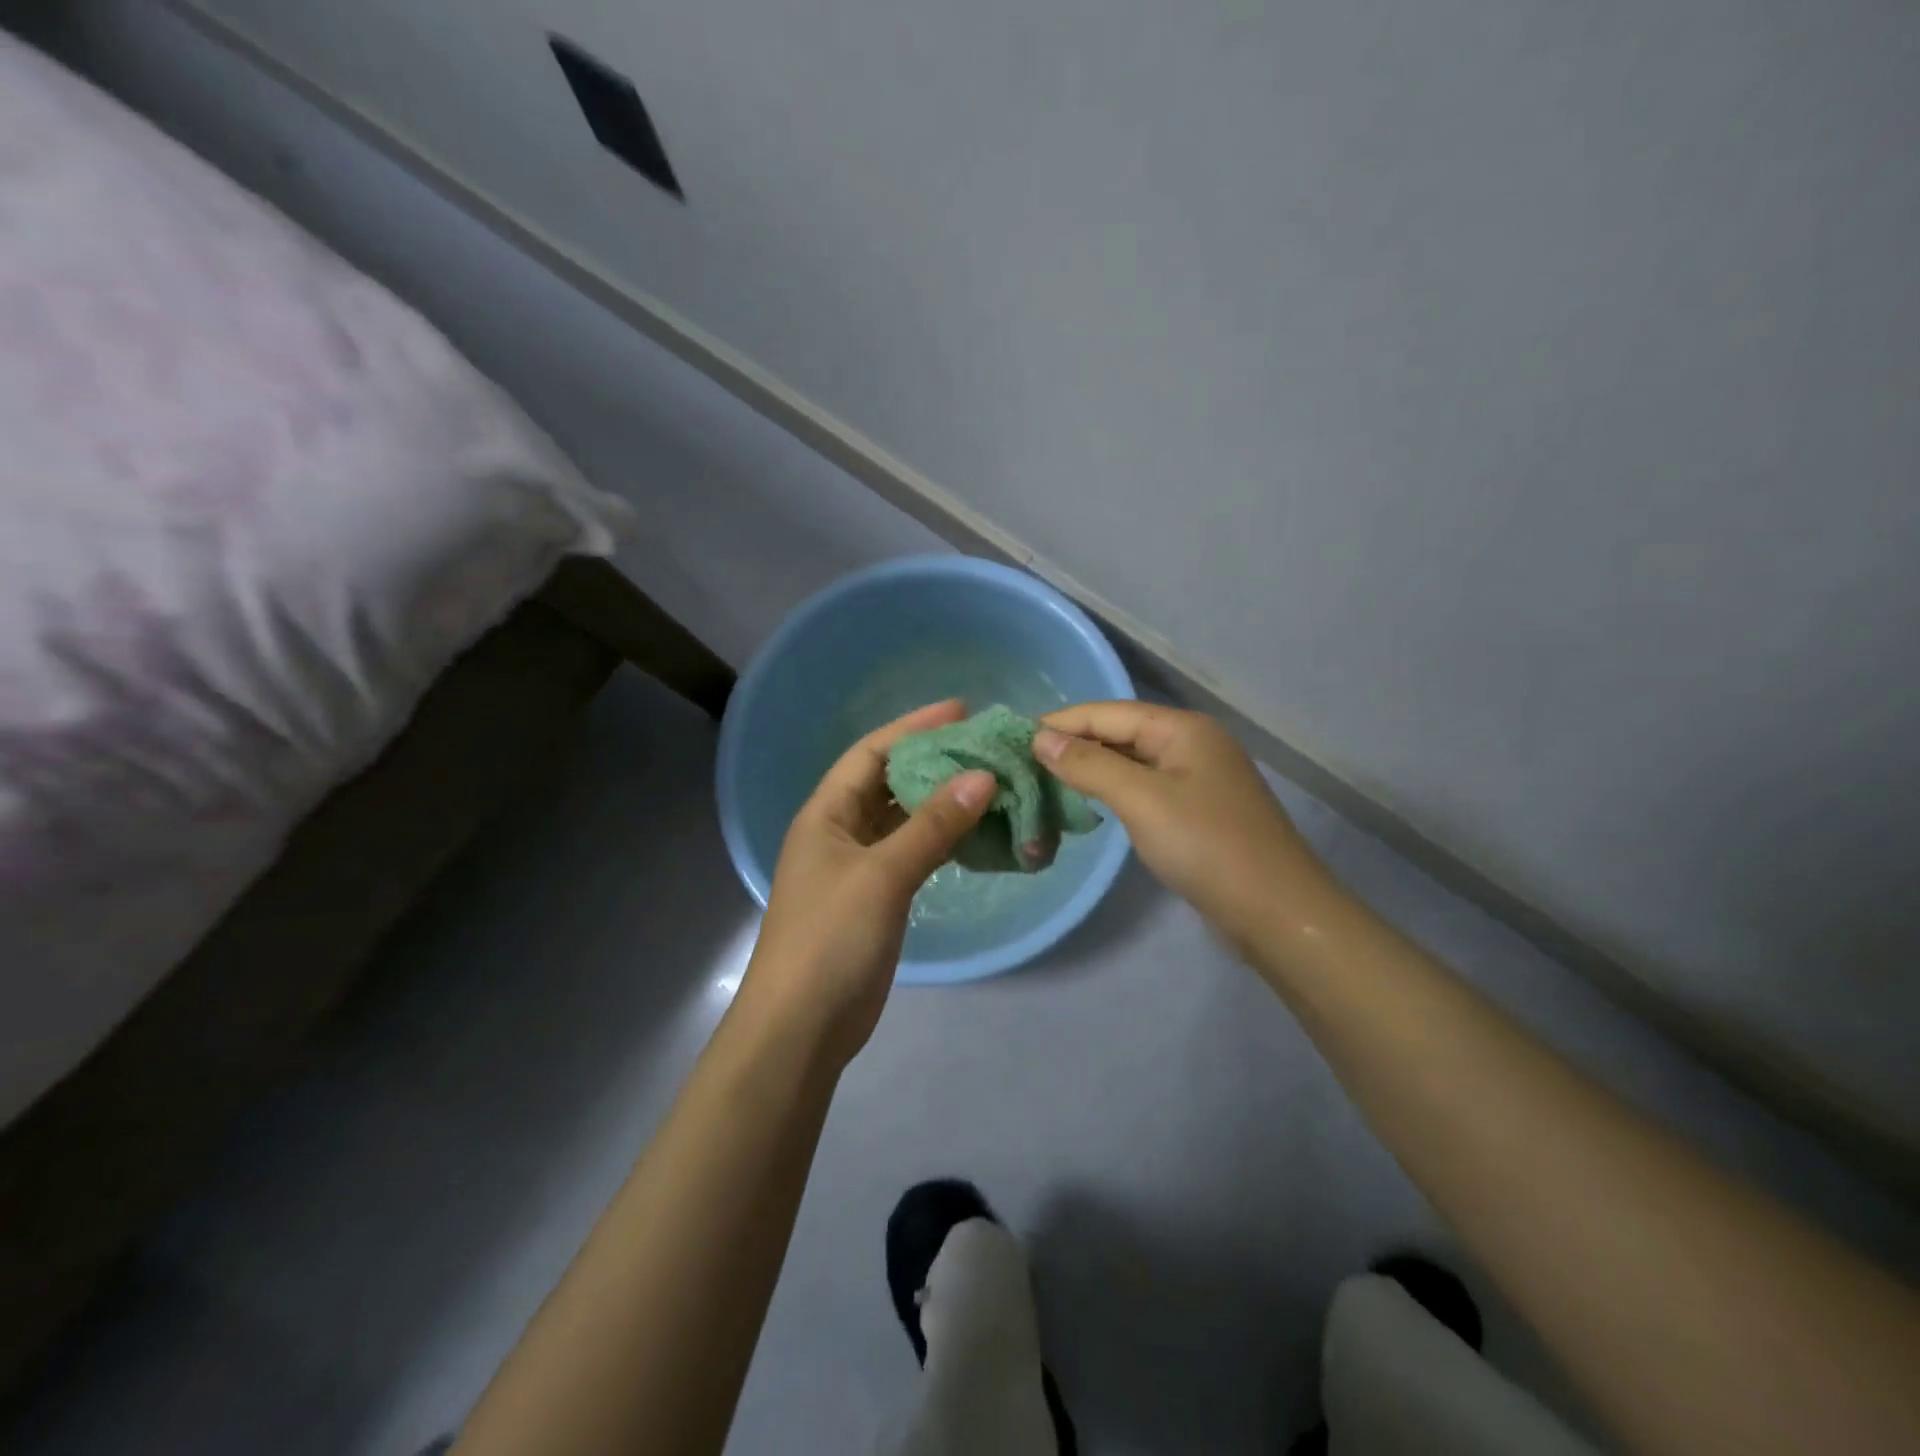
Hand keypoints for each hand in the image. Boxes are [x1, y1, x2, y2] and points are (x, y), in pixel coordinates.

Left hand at [737, 700, 995, 1066]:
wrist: (802, 1027)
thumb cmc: (831, 939)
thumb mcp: (883, 875)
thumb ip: (933, 825)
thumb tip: (983, 777)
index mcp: (826, 813)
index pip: (871, 753)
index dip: (913, 727)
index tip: (961, 711)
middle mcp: (840, 832)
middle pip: (889, 782)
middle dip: (933, 762)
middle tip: (985, 748)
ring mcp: (858, 867)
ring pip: (904, 819)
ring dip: (942, 802)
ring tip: (991, 783)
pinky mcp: (876, 898)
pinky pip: (913, 853)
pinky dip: (942, 840)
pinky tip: (975, 832)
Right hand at [1035, 702, 1329, 951]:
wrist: (1276, 912)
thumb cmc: (1206, 846)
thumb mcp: (1141, 799)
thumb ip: (1088, 765)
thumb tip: (1041, 739)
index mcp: (1182, 728)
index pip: (1108, 712)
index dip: (1061, 723)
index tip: (1013, 737)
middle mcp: (1192, 744)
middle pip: (1120, 733)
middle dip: (1073, 745)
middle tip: (1023, 763)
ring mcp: (1198, 779)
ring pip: (1131, 763)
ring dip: (1091, 770)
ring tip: (1045, 781)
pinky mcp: (1198, 811)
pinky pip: (1145, 789)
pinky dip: (1113, 792)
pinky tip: (1089, 804)